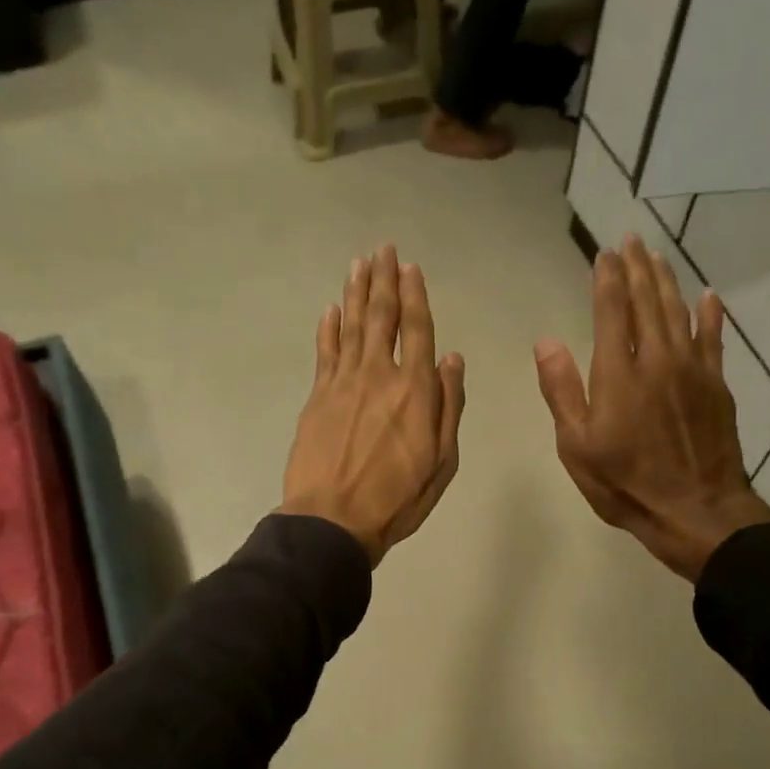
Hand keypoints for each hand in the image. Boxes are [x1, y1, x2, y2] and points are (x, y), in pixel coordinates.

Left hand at [280, 245, 466, 565]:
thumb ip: (449, 407)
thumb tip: (453, 359)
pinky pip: (324, 352)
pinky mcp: (317, 396)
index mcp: (416, 390)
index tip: (410, 267)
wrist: (332, 519)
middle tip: (382, 249)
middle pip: (381, 317)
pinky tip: (330, 310)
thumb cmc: (396, 498)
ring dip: (355, 292)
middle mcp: (379, 375)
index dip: (414, 295)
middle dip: (383, 280)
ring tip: (358, 263)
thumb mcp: (442, 461)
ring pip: (350, 326)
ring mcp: (343, 383)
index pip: (418, 330)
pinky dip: (328, 328)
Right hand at [535, 233, 769, 581]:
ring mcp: (692, 369)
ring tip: (657, 256)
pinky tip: (708, 295)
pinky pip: (714, 338)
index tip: (604, 254)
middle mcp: (657, 359)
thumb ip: (562, 391)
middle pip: (648, 301)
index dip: (607, 279)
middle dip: (637, 268)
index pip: (612, 311)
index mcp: (618, 374)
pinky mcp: (717, 385)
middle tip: (631, 241)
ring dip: (667, 281)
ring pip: (679, 312)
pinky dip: (710, 314)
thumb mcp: (577, 447)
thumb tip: (546, 341)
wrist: (694, 509)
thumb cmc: (625, 484)